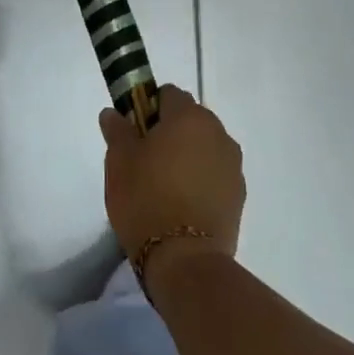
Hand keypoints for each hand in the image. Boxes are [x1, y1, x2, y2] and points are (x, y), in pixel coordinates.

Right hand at [100, 86, 243, 285]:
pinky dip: (200, 179)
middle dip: (169, 131)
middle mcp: (218, 133)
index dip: (147, 107)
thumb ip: (117, 130)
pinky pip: (215, 173)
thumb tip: (113, 113)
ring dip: (187, 155)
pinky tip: (181, 203)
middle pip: (190, 119)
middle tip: (144, 159)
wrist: (184, 260)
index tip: (133, 132)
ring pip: (204, 147)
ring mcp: (233, 165)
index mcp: (189, 117)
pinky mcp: (239, 195)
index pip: (168, 94)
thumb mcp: (118, 161)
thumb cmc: (145, 199)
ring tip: (164, 185)